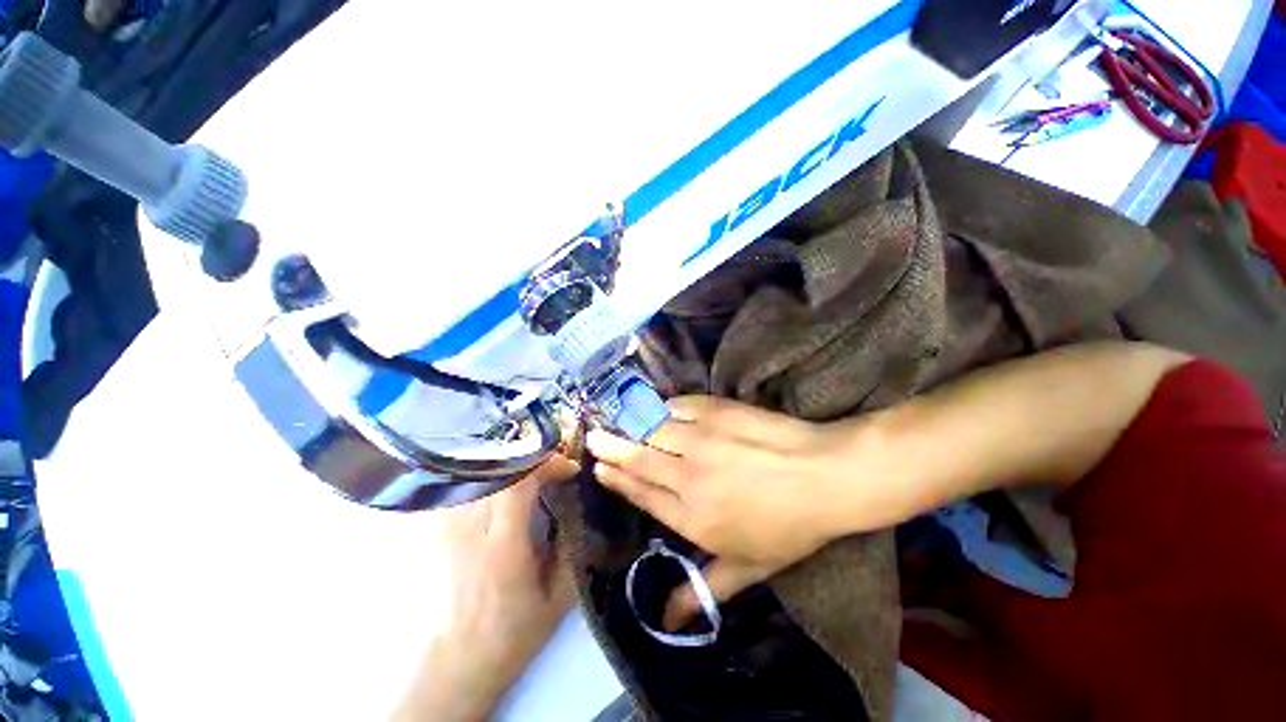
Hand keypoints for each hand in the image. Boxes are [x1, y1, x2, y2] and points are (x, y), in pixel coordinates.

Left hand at [392, 457, 578, 721]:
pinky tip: (497, 481)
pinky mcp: (431, 532)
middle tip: (551, 465)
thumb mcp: (557, 600)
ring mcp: (443, 529)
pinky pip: (457, 486)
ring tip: (529, 470)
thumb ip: (573, 551)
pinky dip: (482, 476)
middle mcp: (467, 532)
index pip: (519, 482)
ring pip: (475, 471)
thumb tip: (583, 507)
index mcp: (502, 548)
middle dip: (531, 458)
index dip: (547, 464)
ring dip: (508, 463)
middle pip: (496, 468)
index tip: (567, 469)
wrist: (452, 669)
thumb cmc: (509, 636)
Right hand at [587, 397, 855, 630]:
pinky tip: (658, 409)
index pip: (641, 493)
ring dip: (631, 425)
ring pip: (651, 428)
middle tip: (592, 437)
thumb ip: (702, 590)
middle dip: (610, 447)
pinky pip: (675, 407)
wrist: (824, 476)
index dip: (618, 479)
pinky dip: (662, 408)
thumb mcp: (747, 568)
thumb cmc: (788, 527)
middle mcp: (686, 474)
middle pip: (637, 457)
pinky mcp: (714, 410)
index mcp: (691, 515)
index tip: (600, 467)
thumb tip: (666, 622)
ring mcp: (699, 438)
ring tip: (615, 420)